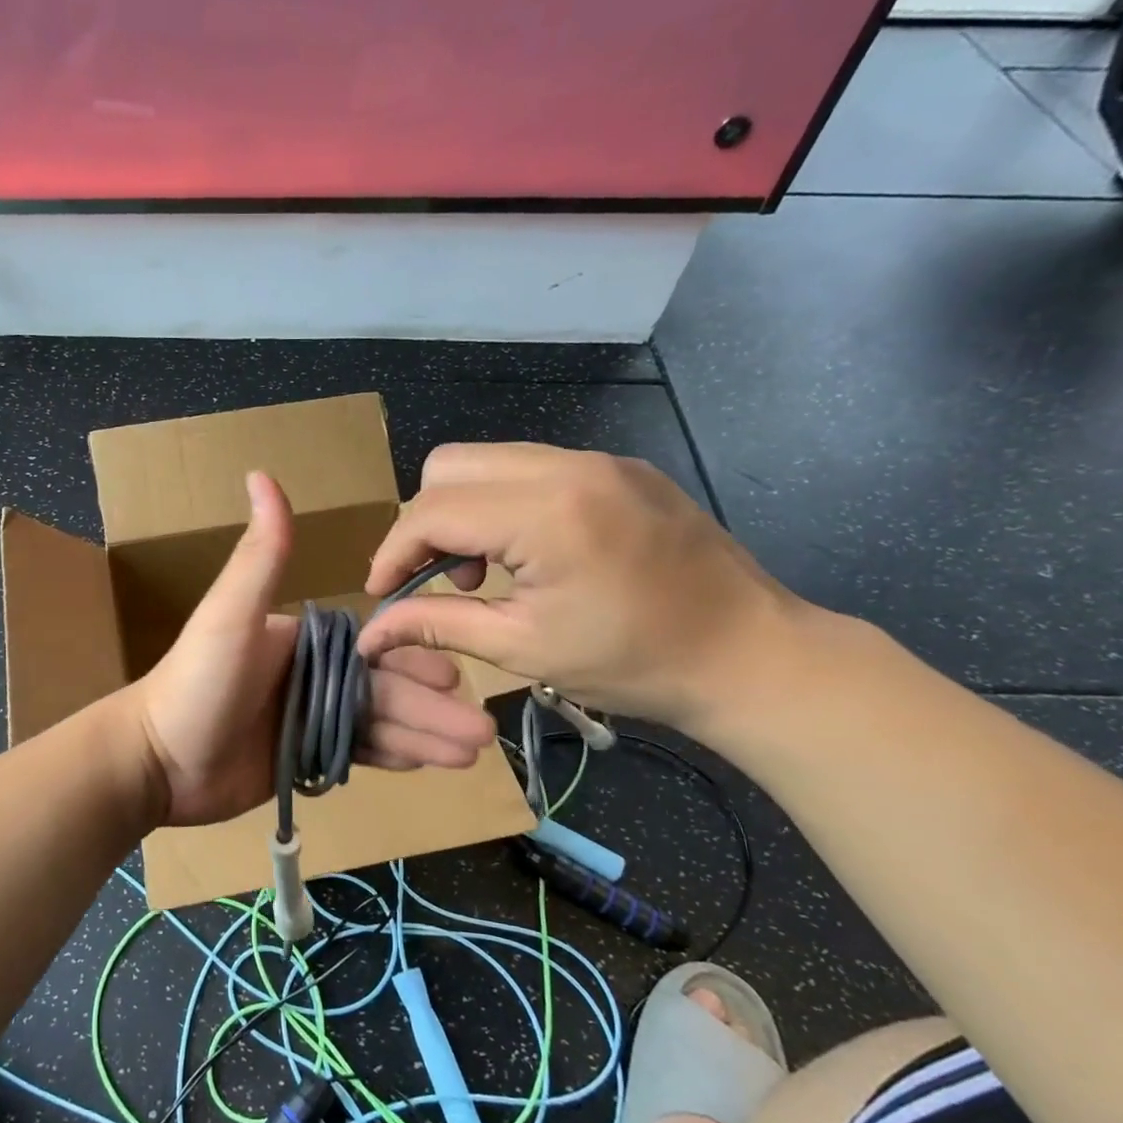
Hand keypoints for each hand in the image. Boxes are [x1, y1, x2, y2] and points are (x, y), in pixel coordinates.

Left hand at [131, 472, 496, 828]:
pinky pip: (359, 752)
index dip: (414, 660)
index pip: (374, 645)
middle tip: (482, 731)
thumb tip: (262, 472)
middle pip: (385, 686)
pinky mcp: (305, 757)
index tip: (455, 678)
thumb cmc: (195, 683)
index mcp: (304, 637)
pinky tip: (431, 763)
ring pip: (379, 721)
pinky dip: (395, 755)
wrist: (156, 763)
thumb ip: (260, 555)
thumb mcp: (230, 615)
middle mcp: (312, 672)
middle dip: (433, 707)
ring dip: (426, 734)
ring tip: (472, 752)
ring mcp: (309, 717)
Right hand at [356, 444, 806, 731]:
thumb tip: (371, 633)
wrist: (751, 655)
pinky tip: (527, 554)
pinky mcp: (618, 468)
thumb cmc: (634, 663)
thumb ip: (437, 625)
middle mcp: (568, 466)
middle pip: (449, 465)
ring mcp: (598, 459)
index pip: (433, 510)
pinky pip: (530, 467)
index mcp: (546, 513)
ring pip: (487, 460)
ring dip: (463, 510)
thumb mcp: (523, 648)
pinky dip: (503, 503)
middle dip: (425, 522)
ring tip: (482, 571)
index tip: (381, 593)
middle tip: (438, 579)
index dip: (393, 551)